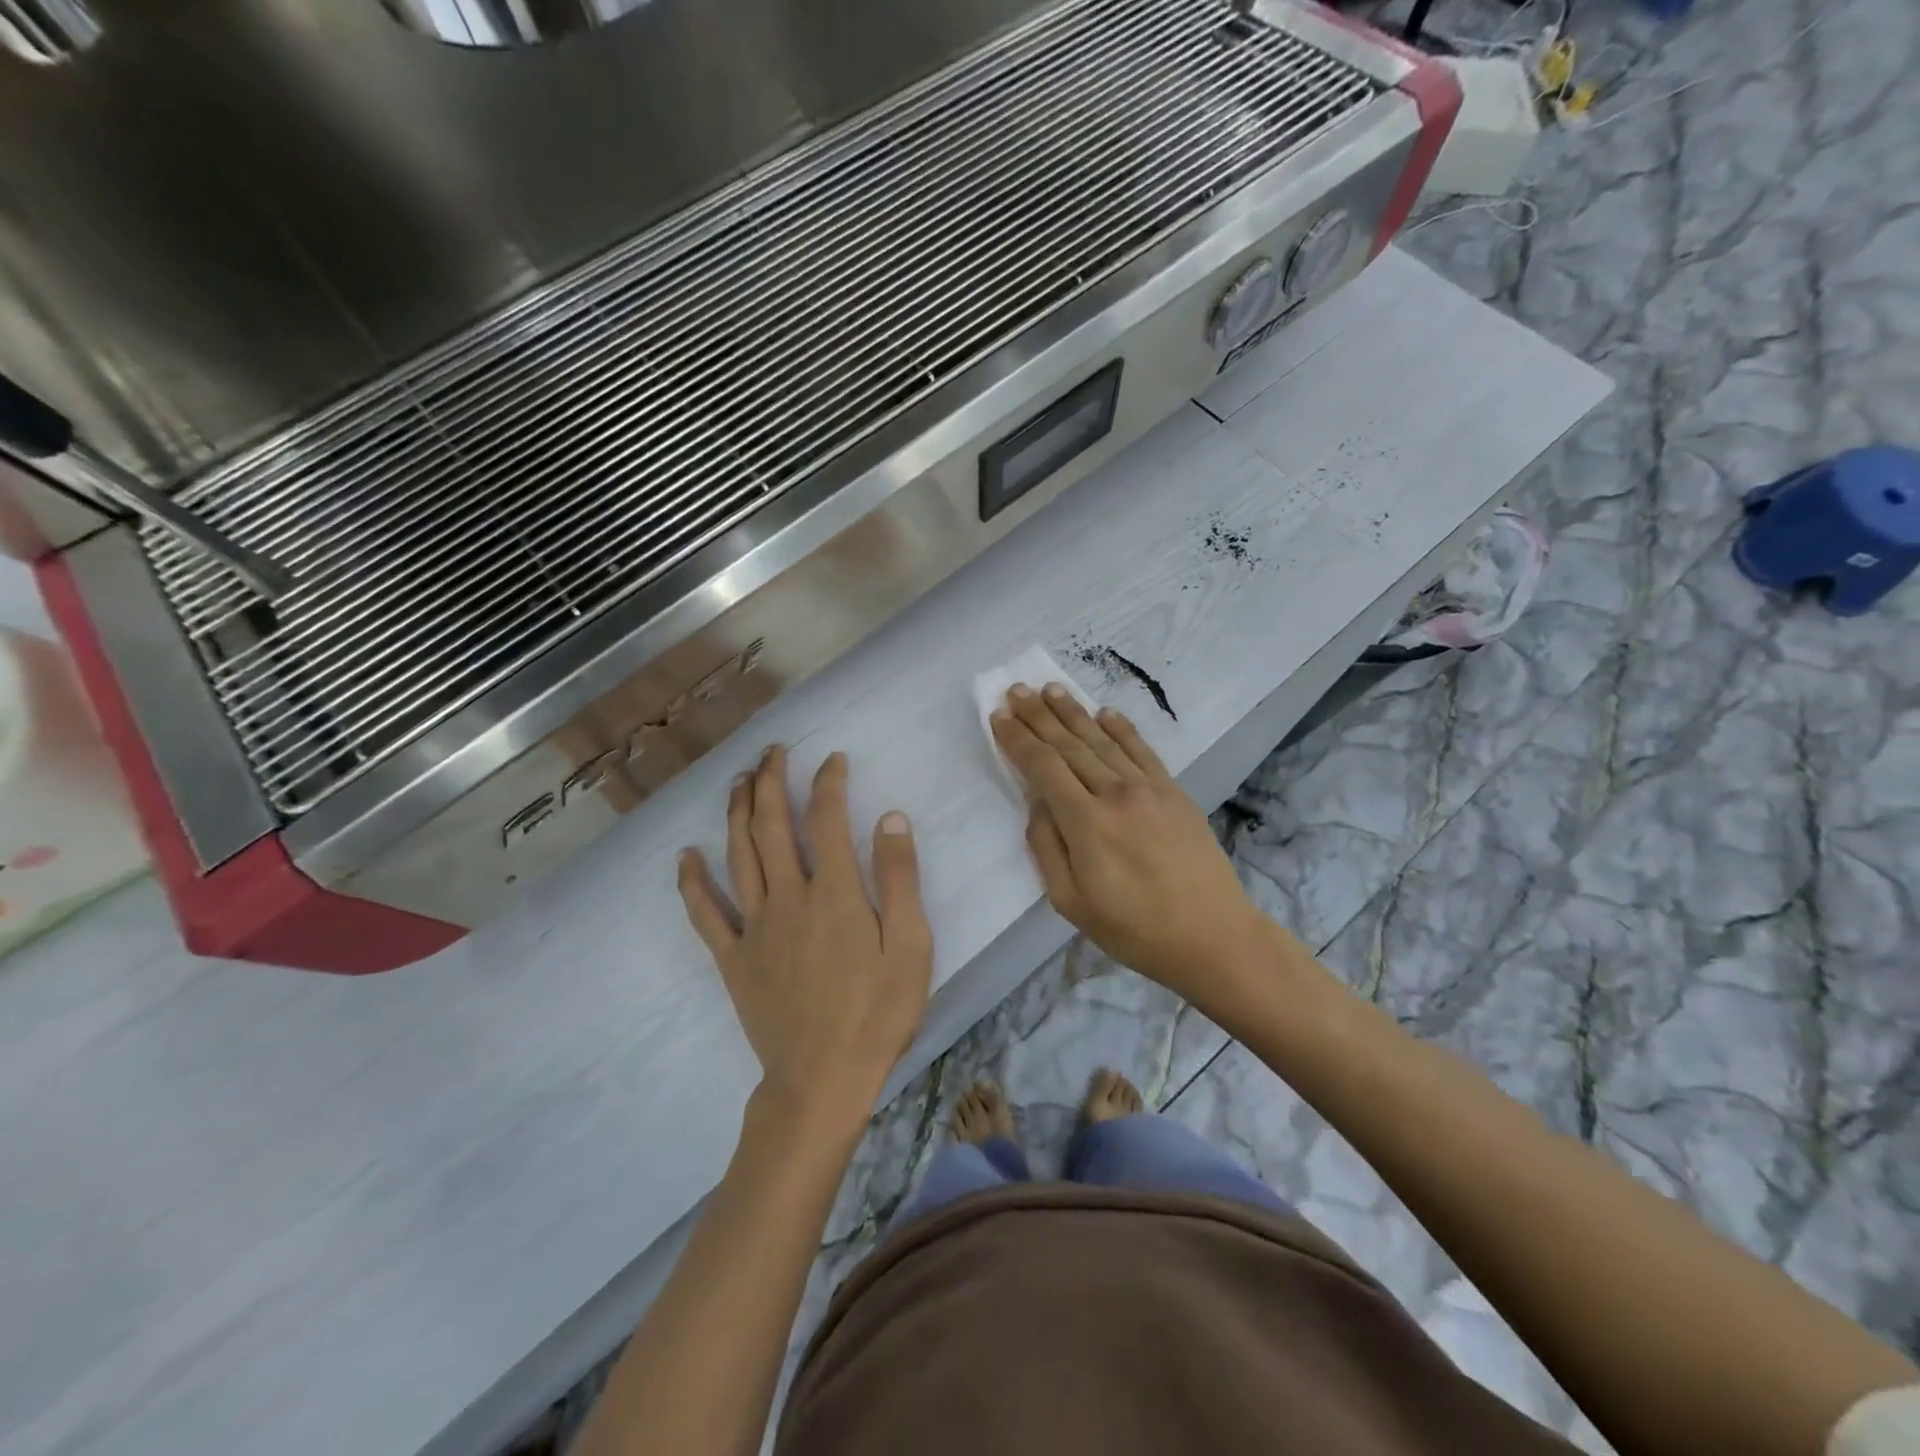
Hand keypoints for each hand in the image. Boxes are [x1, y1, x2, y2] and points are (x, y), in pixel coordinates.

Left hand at [678, 747, 932, 1132]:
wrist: (821, 1081)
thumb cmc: (877, 1015)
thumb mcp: (911, 947)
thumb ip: (900, 880)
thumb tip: (890, 818)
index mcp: (835, 893)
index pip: (827, 819)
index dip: (828, 782)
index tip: (831, 759)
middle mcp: (788, 897)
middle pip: (772, 825)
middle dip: (771, 781)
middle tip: (772, 751)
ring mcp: (754, 926)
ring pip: (738, 855)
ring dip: (737, 811)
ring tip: (738, 780)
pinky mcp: (732, 957)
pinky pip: (705, 912)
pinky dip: (692, 881)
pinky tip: (686, 856)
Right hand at [991, 684, 1269, 1007]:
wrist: (1212, 936)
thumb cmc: (1134, 929)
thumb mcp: (1071, 902)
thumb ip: (1047, 848)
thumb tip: (1038, 805)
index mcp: (1086, 822)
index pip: (1043, 767)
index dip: (1018, 739)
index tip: (999, 716)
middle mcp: (1116, 793)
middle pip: (1069, 745)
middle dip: (1039, 716)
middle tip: (1017, 689)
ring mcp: (1149, 789)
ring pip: (1103, 740)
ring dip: (1074, 712)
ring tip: (1051, 688)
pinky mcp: (1174, 792)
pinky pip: (1142, 750)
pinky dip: (1121, 728)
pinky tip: (1104, 712)